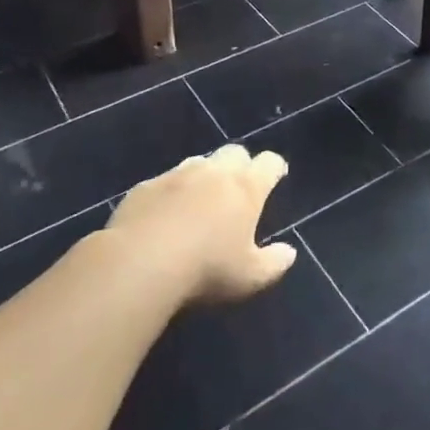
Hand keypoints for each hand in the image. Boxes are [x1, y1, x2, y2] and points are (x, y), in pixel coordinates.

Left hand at [108, 144, 296, 303]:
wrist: (140, 263)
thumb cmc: (206, 269)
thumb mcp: (250, 277)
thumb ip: (274, 263)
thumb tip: (289, 253)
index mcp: (246, 187)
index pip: (269, 163)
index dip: (275, 168)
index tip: (276, 176)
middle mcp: (214, 172)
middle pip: (235, 152)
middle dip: (241, 164)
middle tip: (239, 188)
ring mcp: (177, 175)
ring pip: (199, 162)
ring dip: (205, 175)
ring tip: (201, 200)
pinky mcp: (146, 186)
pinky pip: (165, 181)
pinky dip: (171, 192)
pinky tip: (164, 214)